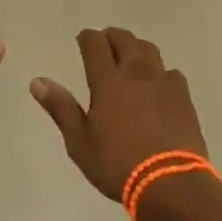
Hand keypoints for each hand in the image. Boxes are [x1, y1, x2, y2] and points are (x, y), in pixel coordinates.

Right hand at [30, 28, 206, 201]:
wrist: (171, 184)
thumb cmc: (118, 165)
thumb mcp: (80, 142)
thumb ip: (61, 108)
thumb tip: (37, 81)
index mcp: (108, 81)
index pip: (95, 43)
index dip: (86, 37)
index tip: (82, 41)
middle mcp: (136, 72)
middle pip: (124, 39)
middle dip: (111, 37)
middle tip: (104, 44)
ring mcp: (163, 82)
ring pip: (149, 50)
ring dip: (135, 48)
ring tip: (129, 58)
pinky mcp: (184, 96)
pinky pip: (170, 72)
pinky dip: (159, 72)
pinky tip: (157, 86)